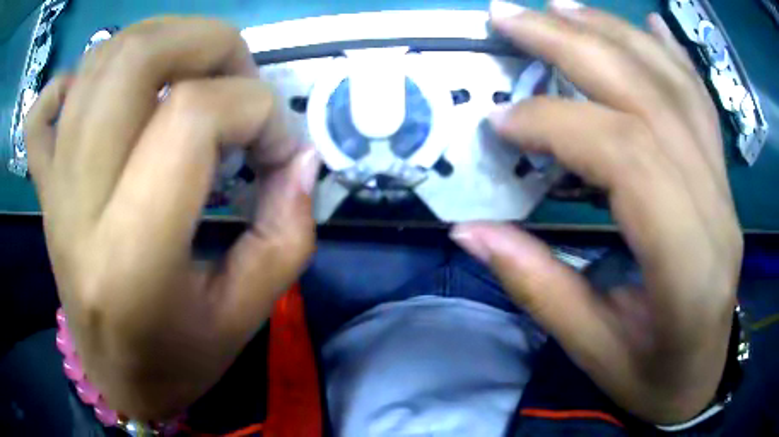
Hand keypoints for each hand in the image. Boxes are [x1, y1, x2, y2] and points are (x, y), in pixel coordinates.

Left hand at [25, 18, 319, 418]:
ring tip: (194, 76)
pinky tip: (109, 96)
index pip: (193, 118)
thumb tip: (303, 156)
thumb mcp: (245, 314)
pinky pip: (45, 105)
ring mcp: (53, 185)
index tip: (279, 150)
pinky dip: (80, 76)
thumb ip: (287, 232)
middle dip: (210, 44)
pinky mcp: (43, 185)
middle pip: (138, 58)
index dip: (257, 111)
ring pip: (101, 59)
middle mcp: (78, 203)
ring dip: (164, 41)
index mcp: (129, 257)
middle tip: (238, 82)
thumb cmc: (177, 361)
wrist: (115, 380)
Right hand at [452, 1, 741, 423]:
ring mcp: (726, 190)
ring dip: (615, 34)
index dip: (559, 125)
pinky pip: (702, 102)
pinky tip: (649, 24)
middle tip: (511, 17)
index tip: (500, 122)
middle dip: (575, 46)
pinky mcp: (724, 182)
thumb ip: (538, 288)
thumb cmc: (651, 378)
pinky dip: (672, 54)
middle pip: (651, 100)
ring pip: (676, 88)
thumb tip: (470, 230)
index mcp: (687, 267)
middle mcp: (716, 211)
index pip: (628, 159)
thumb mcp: (592, 352)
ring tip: (561, 7)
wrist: (699, 379)